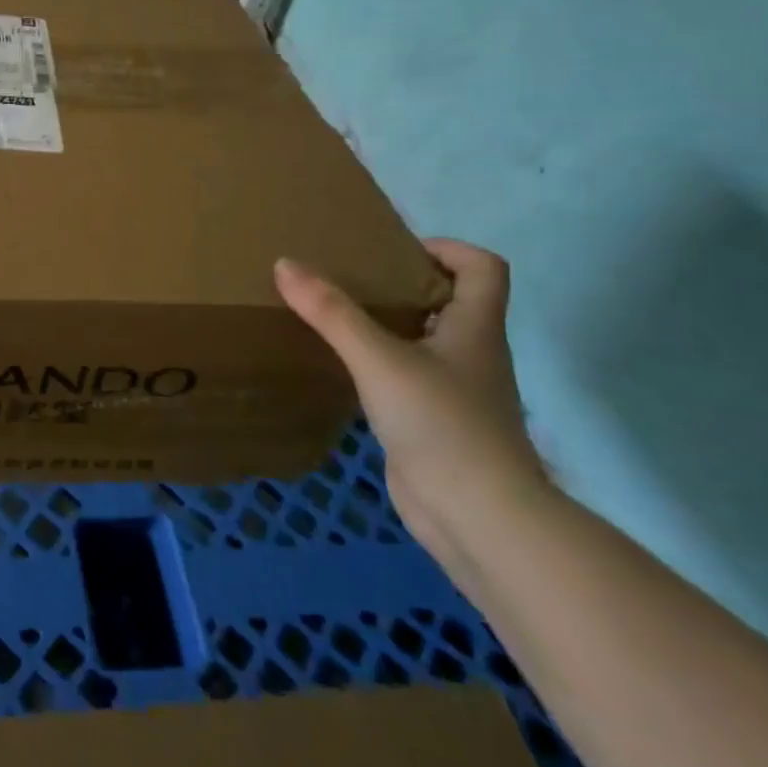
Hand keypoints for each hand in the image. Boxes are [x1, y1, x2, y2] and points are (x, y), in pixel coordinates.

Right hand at [273, 240, 551, 565]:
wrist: (478, 517)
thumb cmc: (442, 424)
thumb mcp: (379, 359)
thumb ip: (331, 312)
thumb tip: (284, 263)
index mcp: (475, 329)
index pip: (483, 268)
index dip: (446, 249)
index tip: (392, 252)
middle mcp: (471, 354)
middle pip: (449, 301)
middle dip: (401, 284)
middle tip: (347, 278)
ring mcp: (454, 392)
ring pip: (423, 341)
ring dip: (386, 325)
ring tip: (333, 316)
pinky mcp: (433, 423)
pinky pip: (405, 378)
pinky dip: (377, 364)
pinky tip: (341, 368)